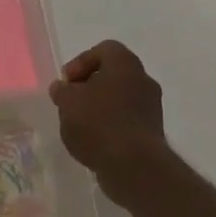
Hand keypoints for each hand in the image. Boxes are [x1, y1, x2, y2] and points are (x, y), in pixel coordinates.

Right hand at [49, 40, 175, 209]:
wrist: (134, 167)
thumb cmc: (98, 123)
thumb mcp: (68, 102)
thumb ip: (62, 91)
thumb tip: (62, 88)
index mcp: (125, 64)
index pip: (103, 50)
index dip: (81, 62)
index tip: (67, 83)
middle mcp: (143, 79)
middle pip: (112, 74)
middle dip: (89, 86)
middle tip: (71, 102)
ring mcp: (151, 107)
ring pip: (119, 98)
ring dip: (99, 107)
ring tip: (79, 125)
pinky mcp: (152, 132)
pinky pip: (126, 119)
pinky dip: (110, 125)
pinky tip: (94, 142)